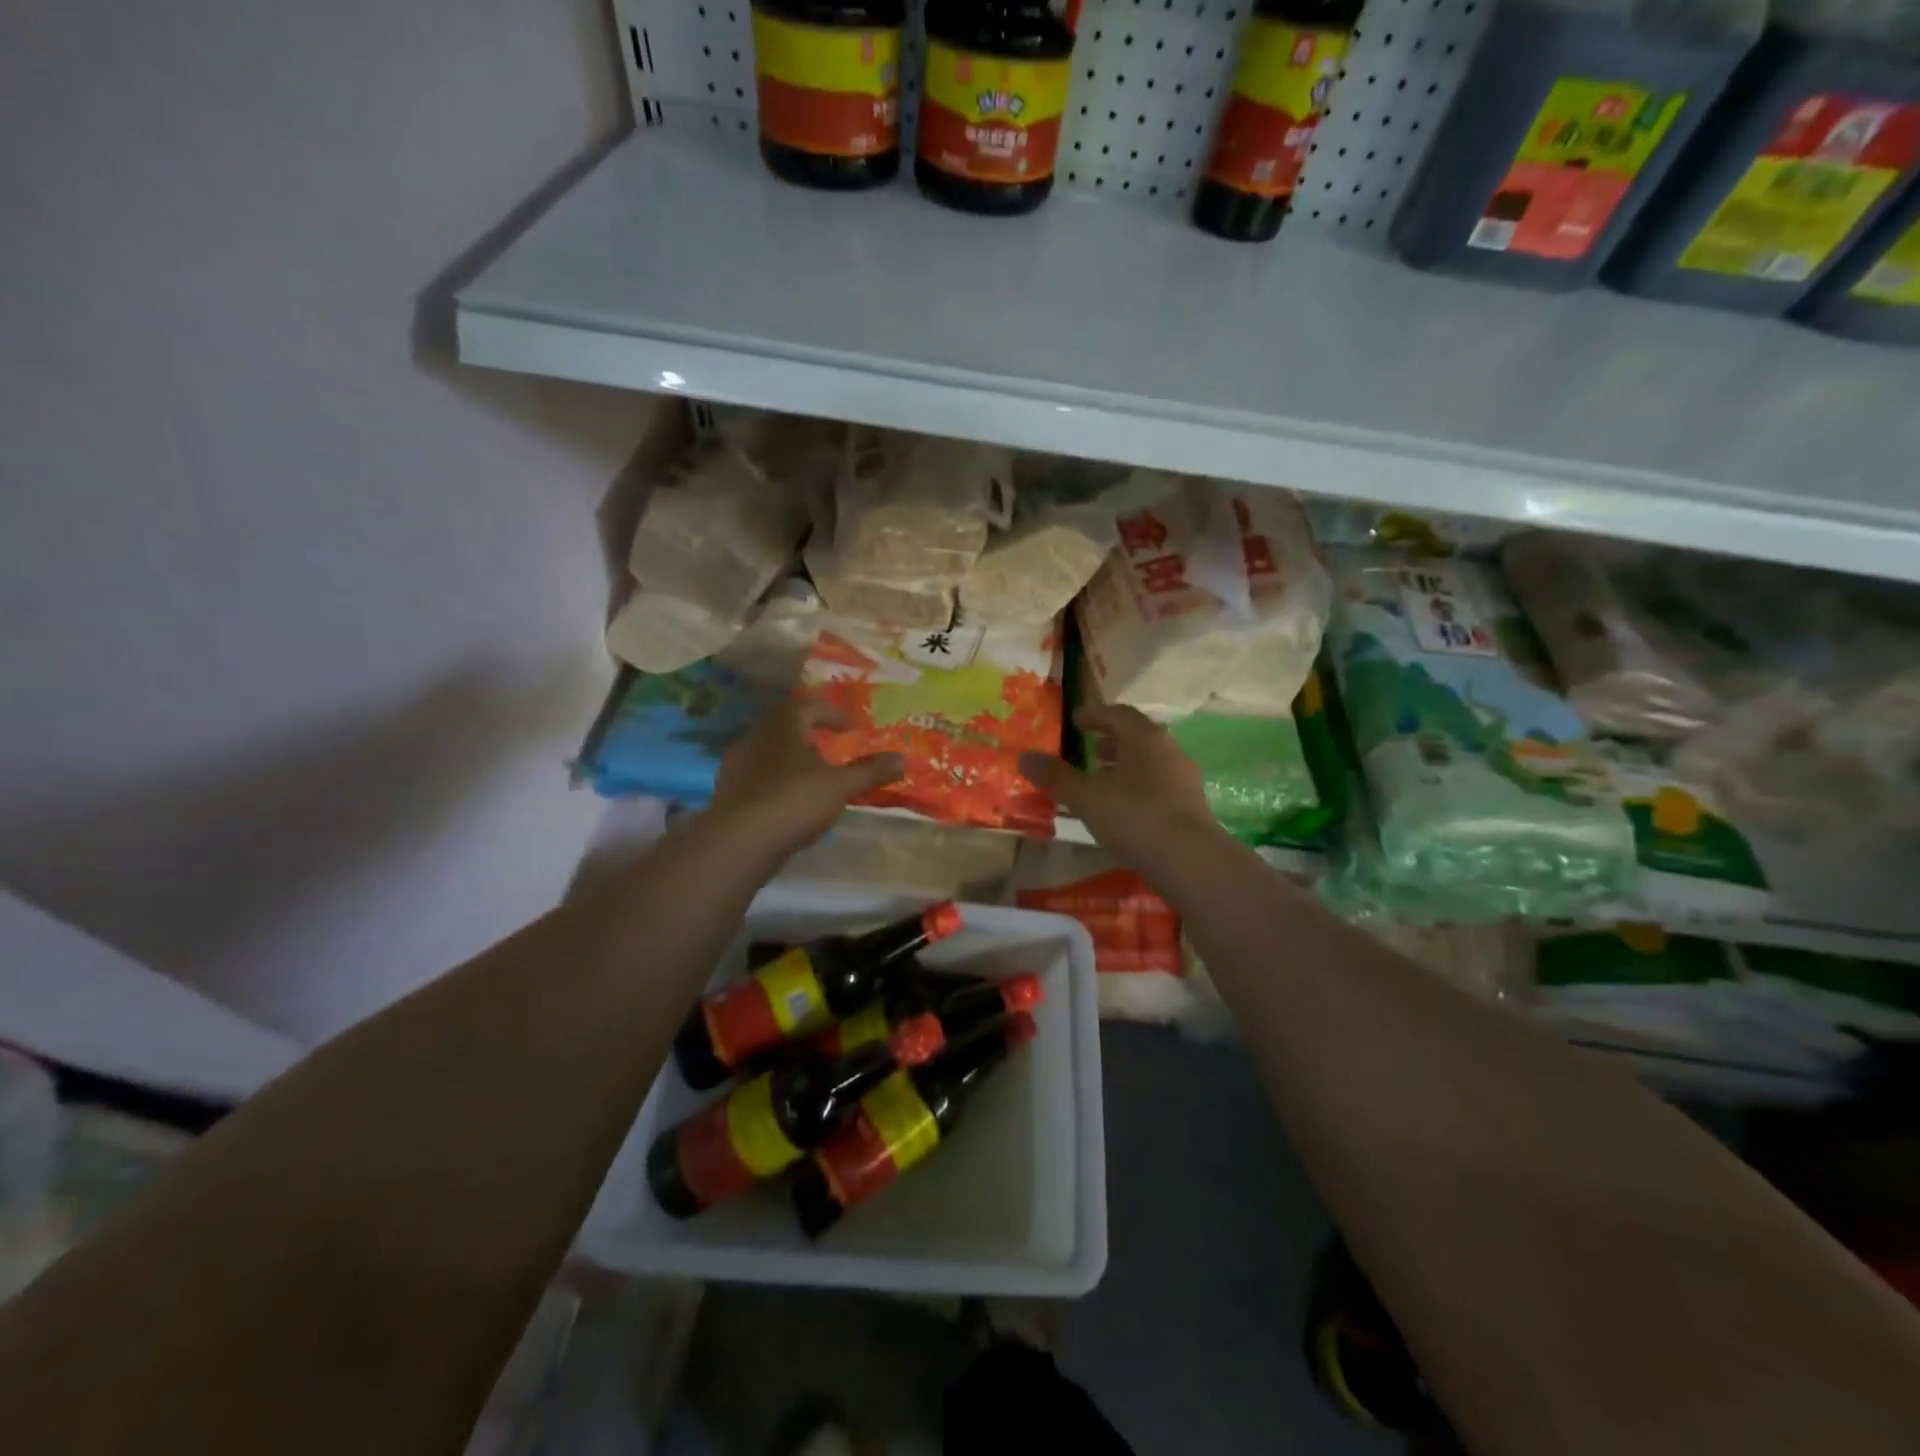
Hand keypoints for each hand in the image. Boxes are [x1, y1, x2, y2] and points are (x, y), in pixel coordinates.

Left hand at [709, 698, 904, 854]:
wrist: (739, 840)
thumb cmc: (795, 800)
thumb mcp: (840, 786)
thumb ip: (870, 771)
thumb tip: (903, 758)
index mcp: (784, 724)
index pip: (809, 705)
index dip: (832, 713)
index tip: (850, 726)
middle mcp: (756, 735)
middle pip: (785, 725)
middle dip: (809, 732)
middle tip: (830, 745)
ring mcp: (736, 763)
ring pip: (769, 750)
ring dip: (790, 756)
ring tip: (811, 773)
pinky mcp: (727, 789)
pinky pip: (757, 774)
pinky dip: (775, 778)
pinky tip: (788, 798)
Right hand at [1019, 705, 1221, 864]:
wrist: (1190, 859)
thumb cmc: (1134, 816)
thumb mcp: (1086, 796)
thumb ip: (1056, 776)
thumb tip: (1024, 757)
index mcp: (1144, 736)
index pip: (1118, 713)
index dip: (1095, 715)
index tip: (1076, 721)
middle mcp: (1168, 749)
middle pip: (1137, 736)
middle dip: (1111, 741)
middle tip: (1089, 750)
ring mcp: (1184, 778)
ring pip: (1149, 762)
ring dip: (1125, 765)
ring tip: (1102, 781)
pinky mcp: (1191, 805)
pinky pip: (1159, 785)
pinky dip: (1138, 787)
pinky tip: (1124, 809)